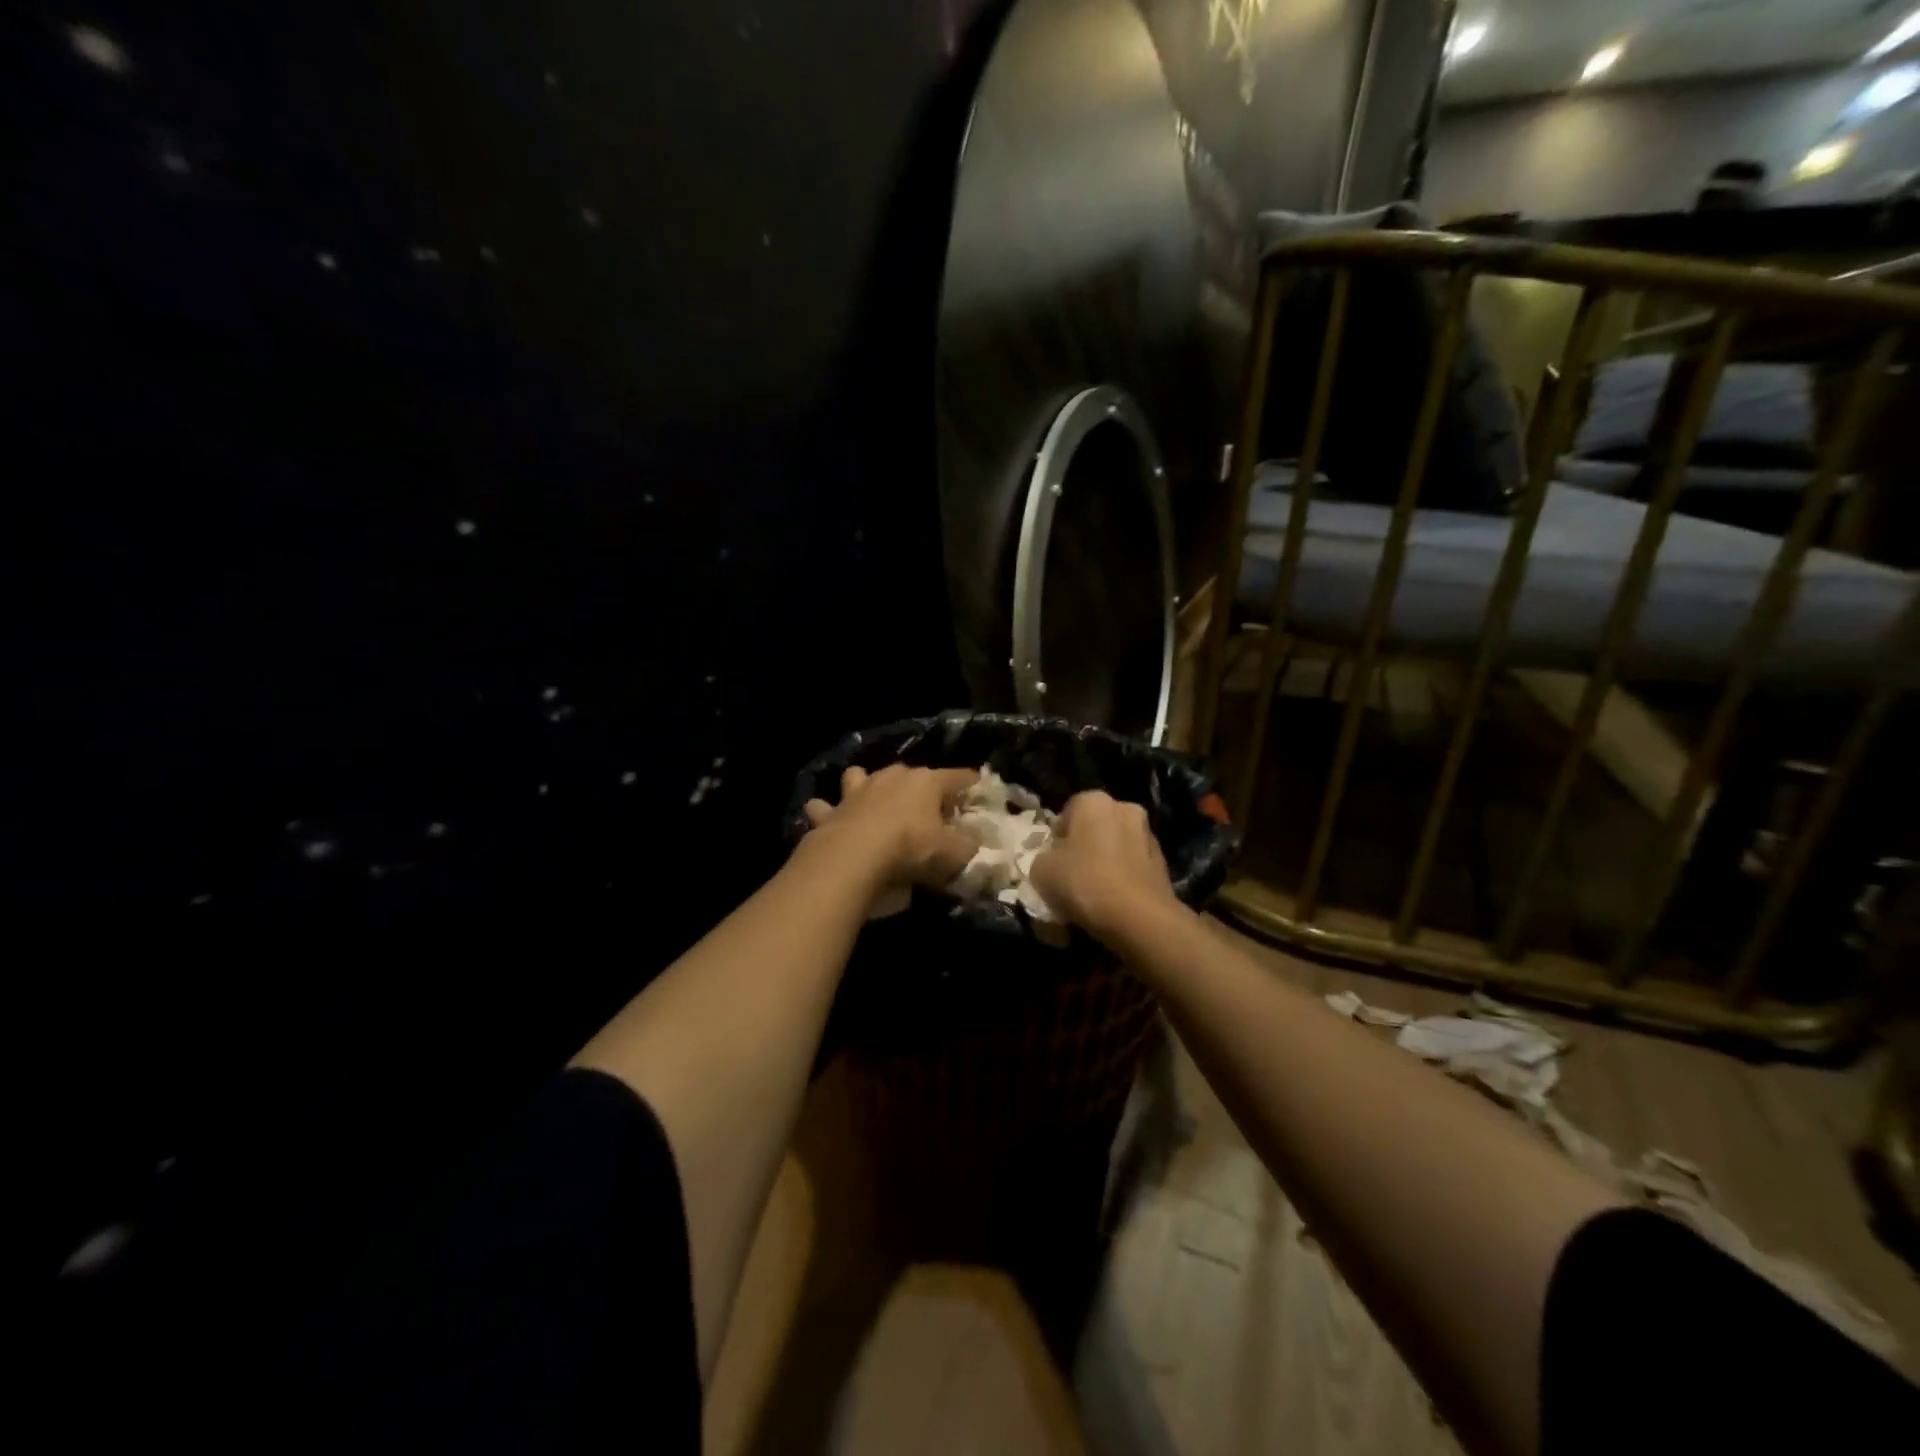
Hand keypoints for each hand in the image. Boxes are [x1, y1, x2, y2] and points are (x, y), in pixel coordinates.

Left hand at [802, 764, 980, 898]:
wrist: (853, 857)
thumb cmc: (910, 849)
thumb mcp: (953, 854)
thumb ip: (968, 845)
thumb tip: (972, 841)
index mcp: (926, 782)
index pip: (957, 777)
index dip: (970, 782)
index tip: (978, 786)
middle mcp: (891, 777)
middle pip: (911, 774)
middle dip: (920, 786)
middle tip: (929, 808)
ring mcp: (857, 791)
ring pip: (860, 776)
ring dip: (865, 784)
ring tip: (872, 800)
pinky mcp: (831, 811)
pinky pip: (824, 806)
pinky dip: (826, 811)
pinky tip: (829, 817)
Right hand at [1030, 790, 1183, 945]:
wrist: (1139, 917)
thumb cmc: (1084, 882)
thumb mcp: (1041, 871)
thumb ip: (1043, 859)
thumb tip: (1052, 863)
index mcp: (1094, 801)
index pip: (1067, 812)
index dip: (1056, 838)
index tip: (1051, 862)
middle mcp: (1125, 809)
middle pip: (1095, 828)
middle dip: (1084, 848)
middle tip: (1070, 877)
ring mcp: (1149, 836)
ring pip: (1116, 849)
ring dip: (1105, 865)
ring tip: (1092, 896)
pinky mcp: (1164, 865)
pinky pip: (1132, 869)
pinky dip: (1123, 881)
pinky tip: (1112, 905)